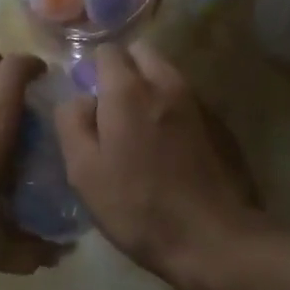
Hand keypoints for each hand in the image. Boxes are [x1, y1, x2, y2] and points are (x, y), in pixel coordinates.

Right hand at [55, 42, 262, 289]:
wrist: (213, 239)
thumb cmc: (138, 206)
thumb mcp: (84, 171)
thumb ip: (72, 121)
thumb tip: (78, 98)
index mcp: (128, 90)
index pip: (107, 51)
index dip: (92, 70)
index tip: (87, 100)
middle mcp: (165, 82)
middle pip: (140, 53)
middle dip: (123, 69)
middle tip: (110, 108)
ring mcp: (196, 101)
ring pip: (164, 73)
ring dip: (148, 86)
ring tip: (137, 129)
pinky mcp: (217, 122)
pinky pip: (184, 97)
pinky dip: (170, 107)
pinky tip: (165, 145)